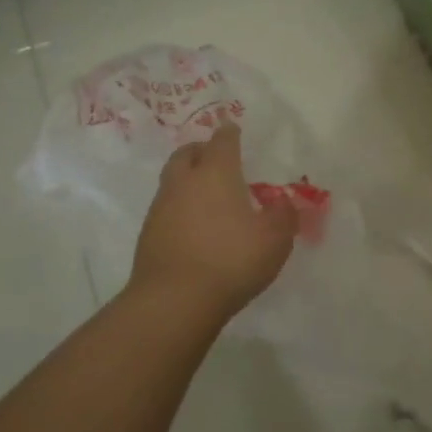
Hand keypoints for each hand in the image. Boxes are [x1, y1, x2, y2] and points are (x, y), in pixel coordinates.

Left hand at [129, 125, 297, 317]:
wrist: (174, 301)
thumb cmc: (231, 260)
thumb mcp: (275, 239)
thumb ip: (284, 216)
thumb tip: (283, 202)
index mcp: (216, 172)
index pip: (222, 141)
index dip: (230, 133)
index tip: (234, 130)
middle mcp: (184, 182)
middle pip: (187, 153)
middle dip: (201, 150)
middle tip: (216, 159)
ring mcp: (160, 207)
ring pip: (172, 180)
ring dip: (188, 180)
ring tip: (207, 196)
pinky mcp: (147, 234)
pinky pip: (165, 208)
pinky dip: (179, 208)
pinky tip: (193, 227)